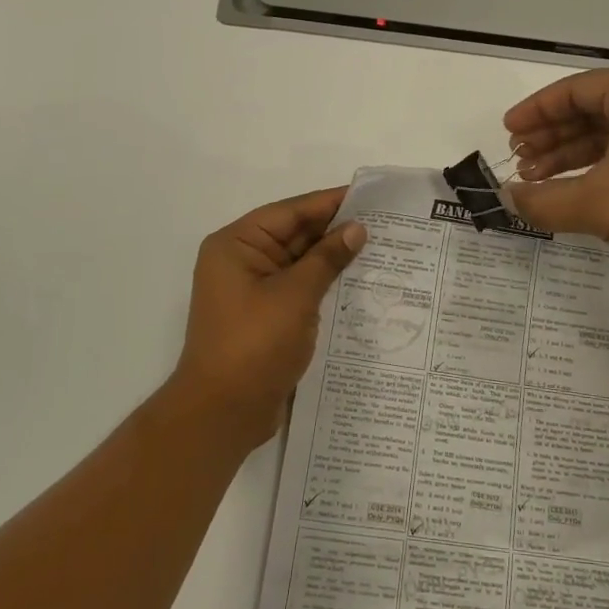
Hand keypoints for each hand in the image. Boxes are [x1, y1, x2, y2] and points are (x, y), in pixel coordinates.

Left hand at [172, 187, 366, 449]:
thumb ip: (327, 259)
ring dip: (334, 258)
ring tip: (381, 249)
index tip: (369, 196)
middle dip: (336, 230)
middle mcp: (242, 261)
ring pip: (300, 263)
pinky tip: (360, 282)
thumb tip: (357, 229)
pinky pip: (299, 289)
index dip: (330, 203)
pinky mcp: (265, 317)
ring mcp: (253, 291)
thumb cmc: (254, 344)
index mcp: (237, 245)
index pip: (290, 212)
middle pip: (294, 235)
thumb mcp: (295, 296)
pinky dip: (325, 284)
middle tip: (384, 223)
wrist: (223, 412)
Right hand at [504, 65, 608, 290]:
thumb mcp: (594, 203)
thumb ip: (543, 200)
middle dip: (550, 137)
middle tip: (518, 161)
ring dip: (570, 157)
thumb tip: (507, 199)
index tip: (507, 132)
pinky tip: (571, 193)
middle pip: (590, 111)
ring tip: (535, 181)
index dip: (535, 112)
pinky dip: (598, 170)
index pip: (574, 90)